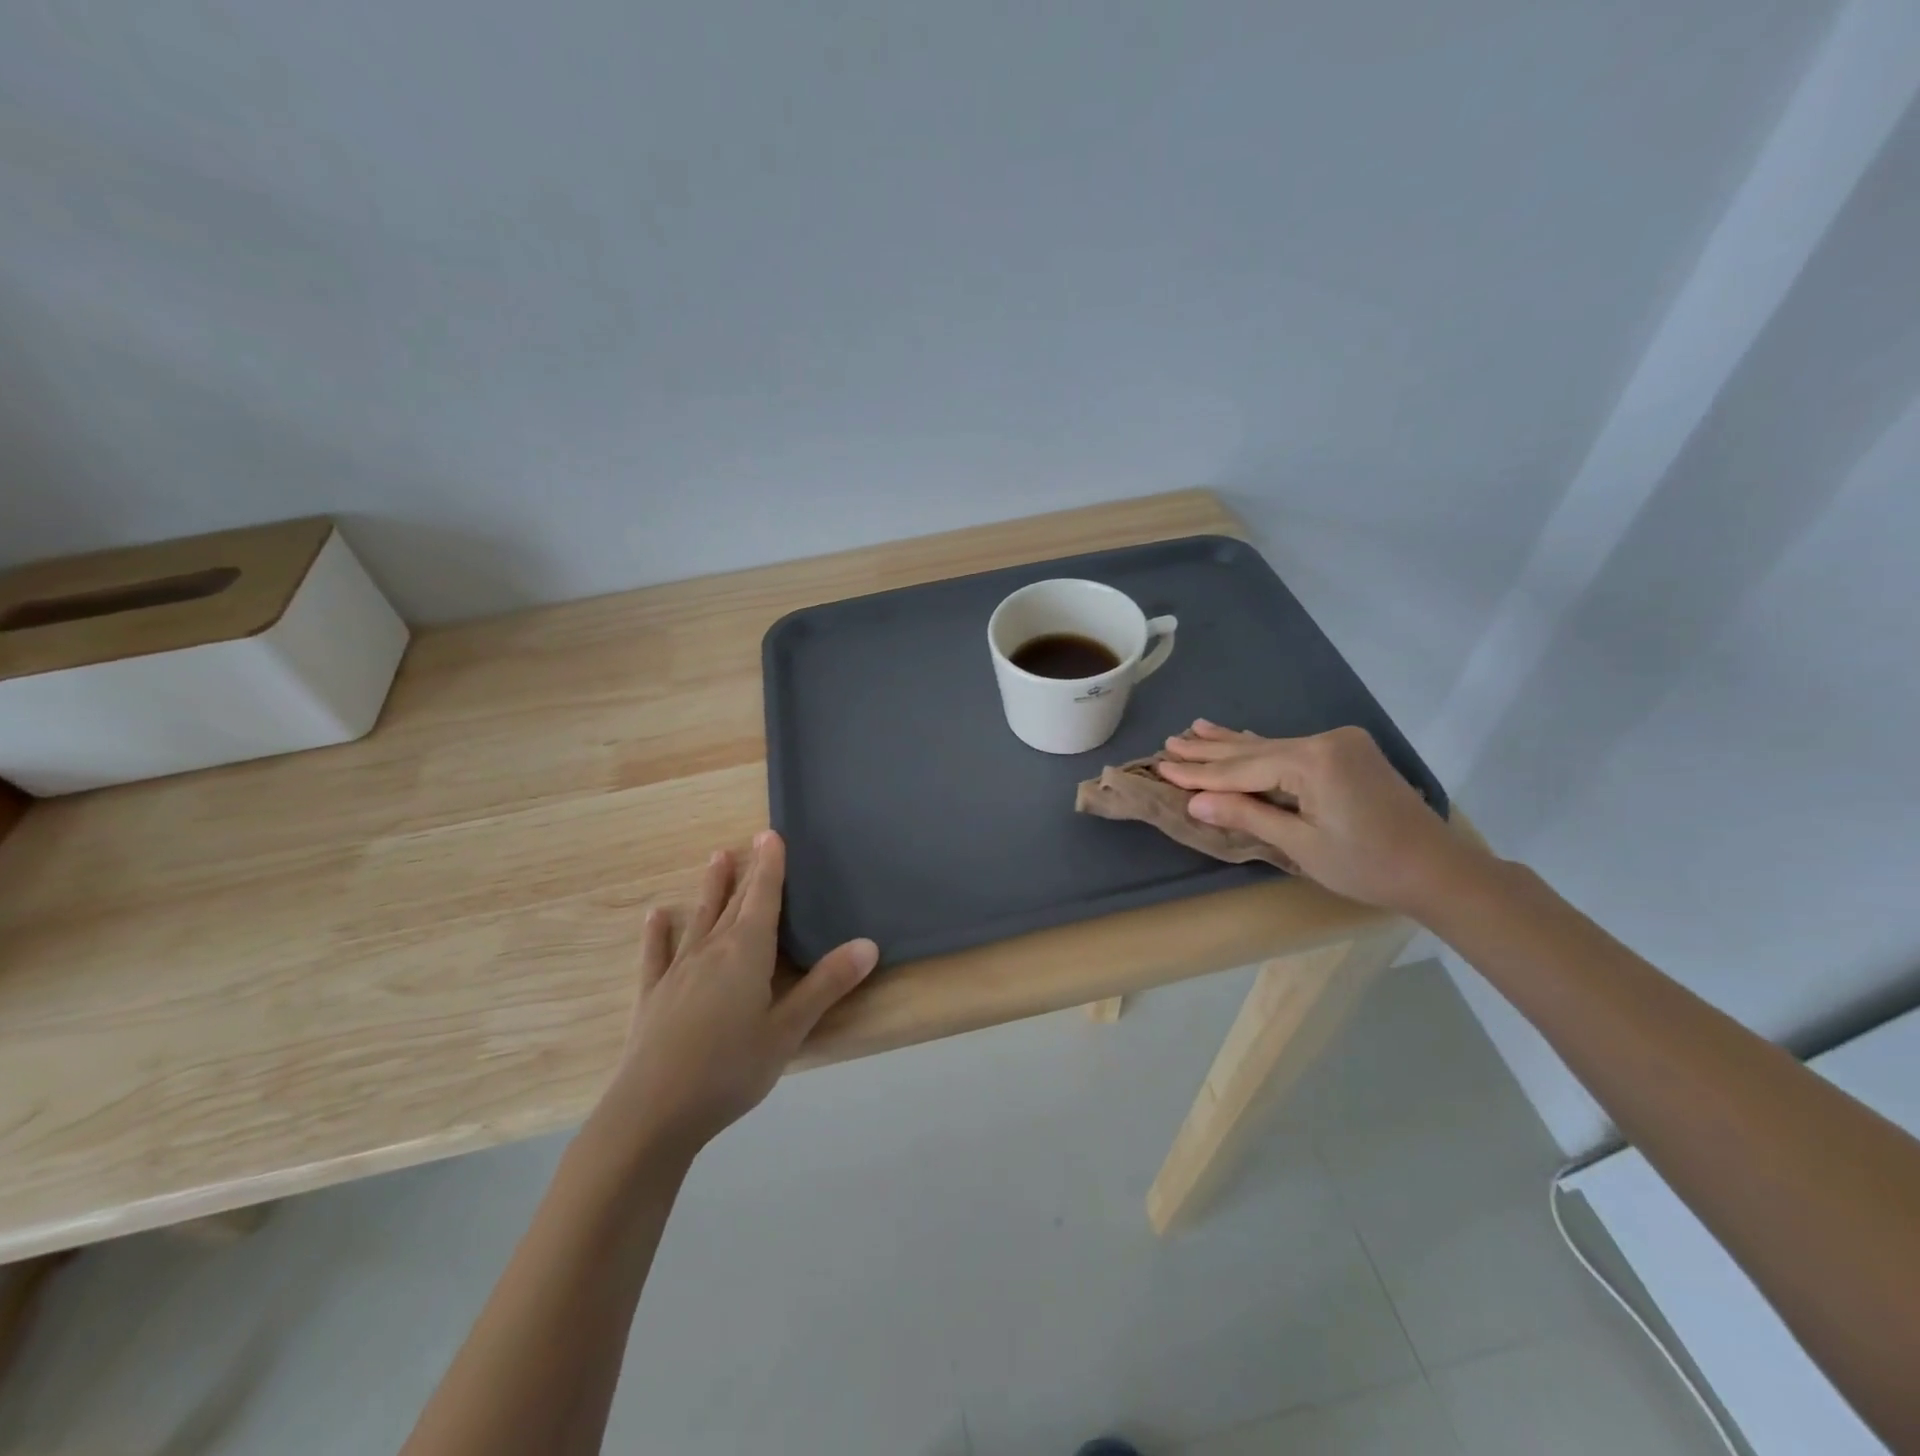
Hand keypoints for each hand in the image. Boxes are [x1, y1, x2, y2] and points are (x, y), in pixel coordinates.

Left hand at [595, 831, 877, 1158]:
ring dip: (709, 890)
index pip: (763, 898)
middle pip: (733, 903)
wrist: (652, 1112)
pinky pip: (657, 955)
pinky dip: (658, 933)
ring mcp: (678, 972)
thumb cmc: (730, 1069)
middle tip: (750, 840)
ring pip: (698, 919)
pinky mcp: (652, 996)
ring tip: (716, 859)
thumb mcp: (788, 1031)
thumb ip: (826, 985)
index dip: (770, 866)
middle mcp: (711, 951)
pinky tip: (656, 916)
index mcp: (747, 953)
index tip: (771, 834)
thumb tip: (868, 944)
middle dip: (746, 872)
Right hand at [1156, 721, 1482, 917]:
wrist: (1440, 871)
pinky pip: (1291, 749)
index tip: (1161, 767)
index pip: (1241, 768)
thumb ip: (1247, 815)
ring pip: (1271, 746)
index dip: (1199, 774)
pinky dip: (1262, 748)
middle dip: (1209, 751)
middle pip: (1253, 750)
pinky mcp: (1348, 754)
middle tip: (1168, 742)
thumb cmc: (1368, 865)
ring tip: (1194, 730)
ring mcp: (1339, 744)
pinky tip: (1241, 736)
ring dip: (1231, 744)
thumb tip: (1195, 802)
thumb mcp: (1301, 845)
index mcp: (1313, 761)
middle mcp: (1324, 741)